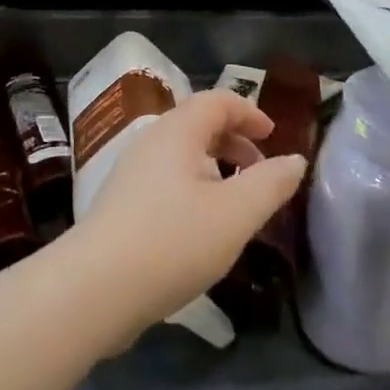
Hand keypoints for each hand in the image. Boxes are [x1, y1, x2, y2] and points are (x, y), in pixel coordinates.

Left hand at [68, 90, 306, 334]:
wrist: (95, 288)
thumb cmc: (173, 241)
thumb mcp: (235, 214)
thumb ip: (270, 184)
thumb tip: (295, 160)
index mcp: (177, 132)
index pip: (216, 101)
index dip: (248, 111)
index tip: (273, 134)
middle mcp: (151, 142)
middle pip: (197, 124)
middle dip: (234, 140)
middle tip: (260, 170)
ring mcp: (131, 172)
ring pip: (181, 154)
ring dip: (214, 166)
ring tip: (236, 201)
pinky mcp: (121, 203)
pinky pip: (166, 178)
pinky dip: (193, 186)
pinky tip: (202, 226)